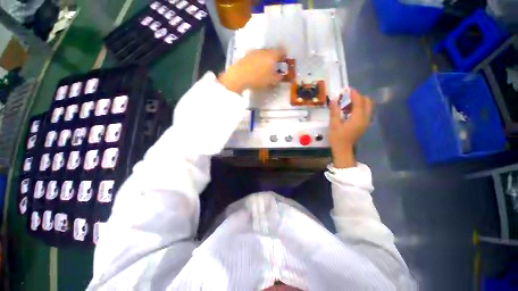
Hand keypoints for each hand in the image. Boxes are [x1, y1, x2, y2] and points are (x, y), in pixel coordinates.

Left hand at [218, 48, 285, 93]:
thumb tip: (280, 76)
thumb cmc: (258, 79)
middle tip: (274, 67)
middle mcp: (264, 50)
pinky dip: (257, 61)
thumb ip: (278, 78)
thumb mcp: (271, 81)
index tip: (283, 62)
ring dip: (265, 59)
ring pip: (263, 53)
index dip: (284, 56)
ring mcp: (254, 51)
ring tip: (264, 69)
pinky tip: (255, 69)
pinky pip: (255, 56)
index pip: (282, 50)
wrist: (239, 76)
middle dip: (274, 58)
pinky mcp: (246, 55)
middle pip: (272, 51)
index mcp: (272, 55)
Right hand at [329, 88, 372, 167]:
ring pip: (367, 107)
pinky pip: (365, 112)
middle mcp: (365, 119)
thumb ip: (335, 111)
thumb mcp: (333, 124)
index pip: (359, 101)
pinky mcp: (364, 124)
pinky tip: (348, 111)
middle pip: (367, 102)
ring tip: (346, 104)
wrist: (343, 149)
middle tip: (346, 97)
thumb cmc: (337, 138)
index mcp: (358, 118)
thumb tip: (334, 99)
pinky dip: (358, 108)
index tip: (347, 89)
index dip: (354, 94)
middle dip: (357, 97)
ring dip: (358, 102)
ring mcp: (366, 122)